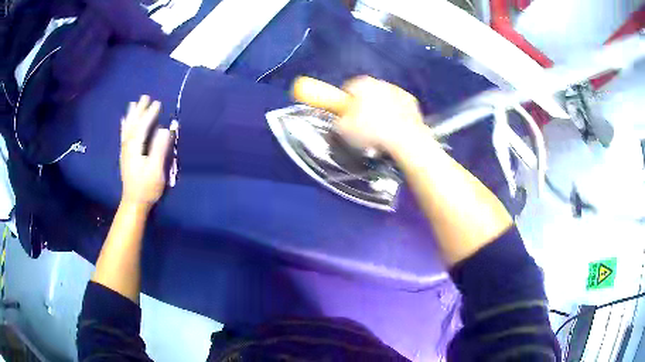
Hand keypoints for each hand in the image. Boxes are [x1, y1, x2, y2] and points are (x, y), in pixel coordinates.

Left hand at [120, 95, 171, 207]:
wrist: (134, 203)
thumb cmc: (147, 187)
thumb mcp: (155, 169)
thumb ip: (159, 148)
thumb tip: (165, 129)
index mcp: (135, 148)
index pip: (142, 127)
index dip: (150, 114)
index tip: (158, 102)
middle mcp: (128, 146)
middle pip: (133, 124)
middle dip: (139, 110)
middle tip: (145, 96)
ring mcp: (125, 151)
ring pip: (127, 129)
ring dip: (131, 115)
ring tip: (133, 103)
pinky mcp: (125, 156)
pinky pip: (123, 136)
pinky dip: (124, 127)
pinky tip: (124, 121)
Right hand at [336, 76, 426, 152]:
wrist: (403, 138)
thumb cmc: (373, 131)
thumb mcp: (344, 129)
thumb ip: (339, 121)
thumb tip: (340, 121)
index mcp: (361, 84)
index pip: (347, 89)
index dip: (344, 103)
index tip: (345, 115)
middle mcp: (379, 82)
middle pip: (366, 93)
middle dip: (363, 107)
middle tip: (361, 125)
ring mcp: (396, 91)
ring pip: (383, 99)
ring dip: (379, 111)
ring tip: (377, 131)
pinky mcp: (410, 102)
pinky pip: (398, 107)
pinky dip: (395, 116)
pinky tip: (391, 129)